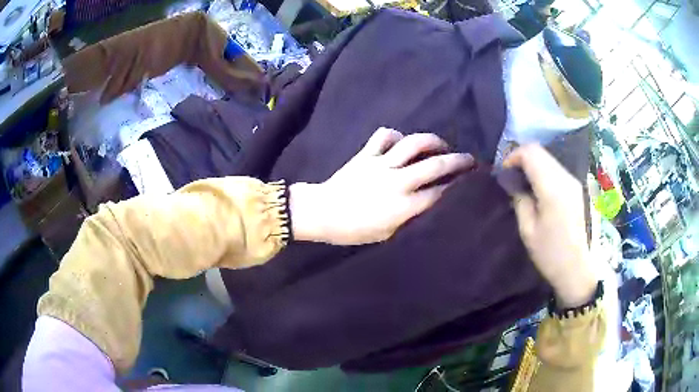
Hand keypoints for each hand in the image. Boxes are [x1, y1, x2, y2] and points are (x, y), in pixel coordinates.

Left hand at [290, 127, 474, 244]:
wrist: (323, 213)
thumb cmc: (355, 230)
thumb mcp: (388, 234)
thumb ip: (411, 218)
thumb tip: (430, 205)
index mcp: (404, 205)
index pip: (440, 192)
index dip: (458, 185)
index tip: (470, 181)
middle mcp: (397, 181)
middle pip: (435, 164)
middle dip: (458, 160)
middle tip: (470, 159)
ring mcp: (381, 164)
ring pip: (414, 143)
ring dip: (433, 141)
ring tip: (442, 145)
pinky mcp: (366, 154)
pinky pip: (385, 136)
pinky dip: (396, 135)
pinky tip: (401, 141)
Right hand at [504, 144, 595, 307]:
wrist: (577, 267)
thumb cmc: (550, 253)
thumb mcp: (528, 230)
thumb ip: (520, 200)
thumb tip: (513, 183)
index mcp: (552, 189)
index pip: (531, 153)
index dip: (513, 156)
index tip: (504, 173)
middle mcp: (565, 178)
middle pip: (540, 151)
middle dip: (521, 158)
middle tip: (510, 176)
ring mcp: (573, 181)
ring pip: (548, 158)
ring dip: (532, 164)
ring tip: (522, 183)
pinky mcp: (576, 187)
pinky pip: (555, 168)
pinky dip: (542, 170)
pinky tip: (537, 188)